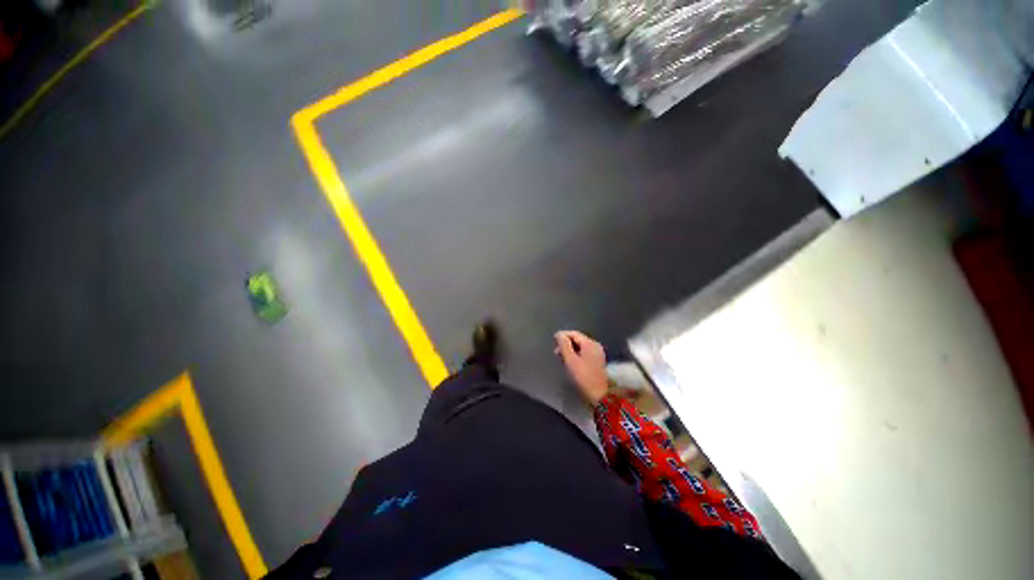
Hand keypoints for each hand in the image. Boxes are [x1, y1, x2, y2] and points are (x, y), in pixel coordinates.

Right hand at [555, 330, 608, 405]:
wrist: (598, 394)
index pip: (574, 334)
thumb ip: (564, 345)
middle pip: (578, 339)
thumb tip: (559, 334)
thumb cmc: (583, 376)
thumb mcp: (571, 360)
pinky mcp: (597, 360)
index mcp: (590, 343)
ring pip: (580, 346)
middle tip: (556, 351)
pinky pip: (584, 352)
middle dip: (566, 343)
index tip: (553, 340)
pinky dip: (576, 354)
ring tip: (561, 356)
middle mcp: (595, 345)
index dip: (563, 335)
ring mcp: (597, 353)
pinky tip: (569, 360)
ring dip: (570, 349)